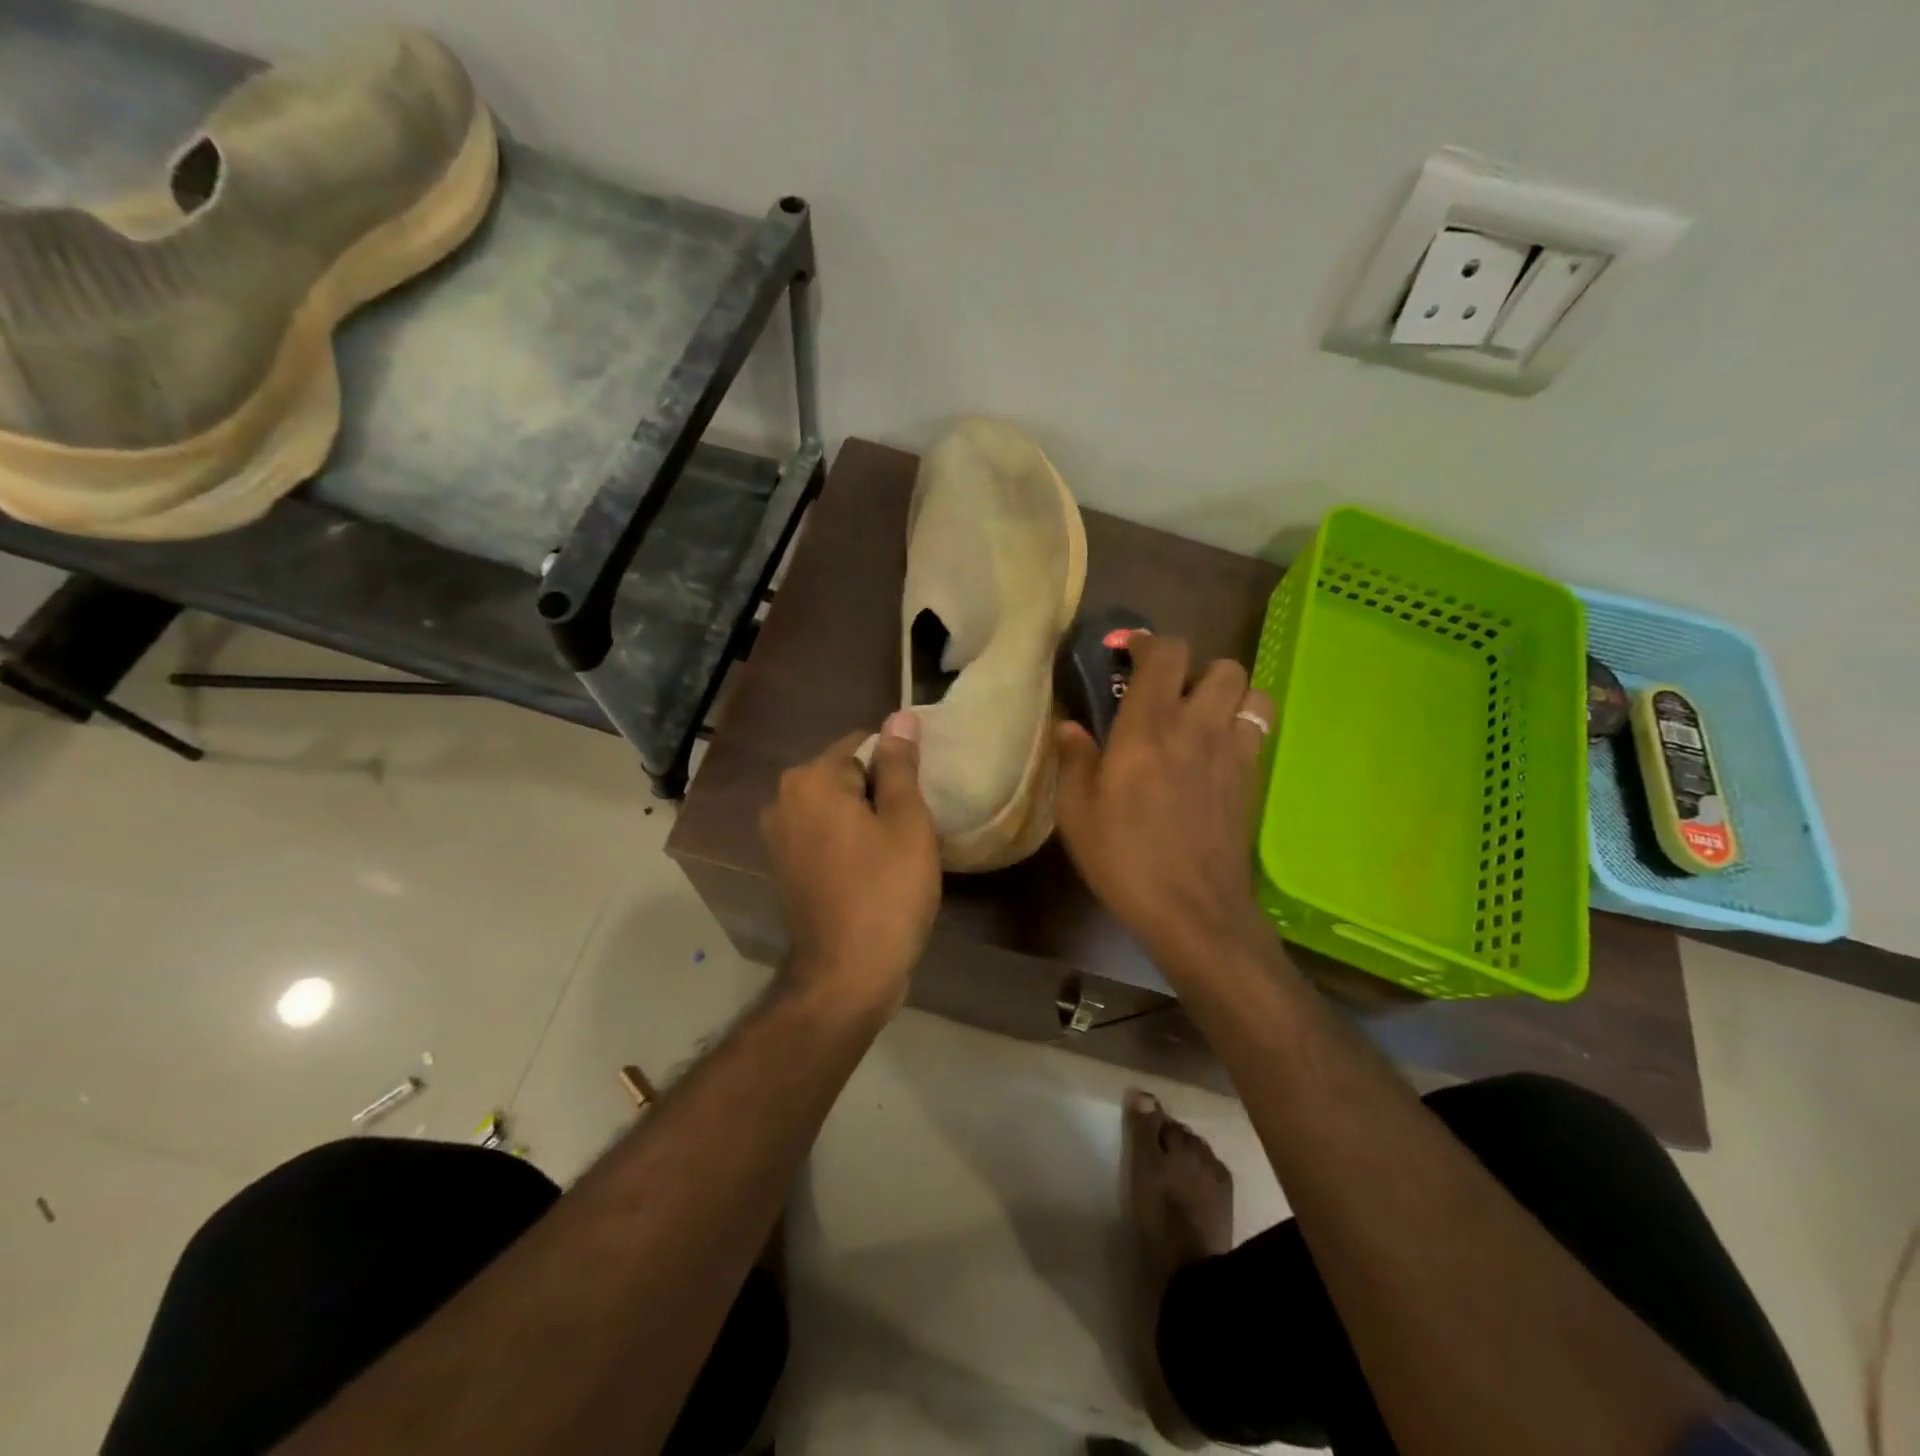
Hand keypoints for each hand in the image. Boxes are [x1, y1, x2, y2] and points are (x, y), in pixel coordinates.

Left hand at [760, 712, 941, 1018]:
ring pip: (835, 806)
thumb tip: (901, 716)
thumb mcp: (906, 821)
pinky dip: (847, 841)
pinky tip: (873, 869)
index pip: (863, 743)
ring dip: (865, 818)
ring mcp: (777, 836)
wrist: (847, 974)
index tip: (920, 797)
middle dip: (879, 791)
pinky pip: (823, 834)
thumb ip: (900, 765)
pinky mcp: (783, 867)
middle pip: (845, 774)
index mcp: (810, 779)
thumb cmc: (886, 891)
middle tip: (913, 826)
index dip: (898, 765)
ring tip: (897, 849)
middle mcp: (783, 799)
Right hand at [1054, 635, 1273, 974]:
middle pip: (1221, 664)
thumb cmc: (1125, 858)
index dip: (1146, 641)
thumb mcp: (1077, 813)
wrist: (1192, 909)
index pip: (1165, 653)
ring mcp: (1233, 751)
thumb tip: (1070, 727)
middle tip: (1167, 694)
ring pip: (1250, 691)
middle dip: (1194, 667)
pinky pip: (1257, 729)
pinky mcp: (1252, 778)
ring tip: (1200, 717)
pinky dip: (1240, 725)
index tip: (1126, 652)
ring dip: (1226, 693)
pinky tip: (1214, 752)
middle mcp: (1197, 727)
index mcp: (1148, 727)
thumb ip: (1073, 760)